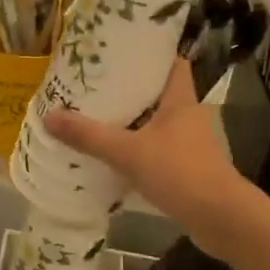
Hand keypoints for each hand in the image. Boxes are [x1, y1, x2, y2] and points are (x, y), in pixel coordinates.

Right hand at [43, 61, 253, 259]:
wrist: (219, 218)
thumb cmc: (179, 172)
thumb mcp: (128, 152)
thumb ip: (90, 136)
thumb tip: (49, 116)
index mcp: (181, 101)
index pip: (173, 64)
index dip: (152, 55)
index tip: (123, 52)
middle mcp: (190, 117)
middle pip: (161, 94)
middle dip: (133, 91)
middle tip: (98, 87)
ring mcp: (192, 145)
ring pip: (160, 125)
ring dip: (135, 123)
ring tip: (100, 120)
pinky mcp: (189, 170)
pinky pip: (160, 152)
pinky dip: (140, 152)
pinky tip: (116, 159)